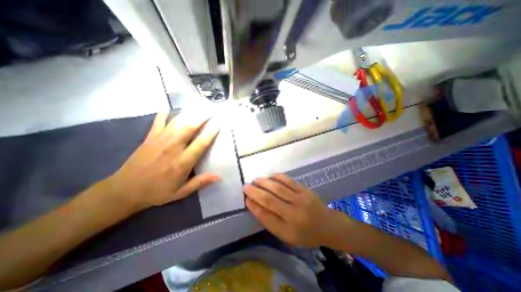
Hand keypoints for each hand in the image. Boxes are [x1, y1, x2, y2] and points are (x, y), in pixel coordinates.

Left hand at [105, 112, 219, 211]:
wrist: (124, 191)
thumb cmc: (157, 192)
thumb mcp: (180, 192)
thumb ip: (200, 182)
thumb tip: (218, 177)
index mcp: (182, 163)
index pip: (200, 144)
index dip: (210, 133)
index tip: (218, 123)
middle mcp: (172, 148)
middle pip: (189, 128)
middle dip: (201, 117)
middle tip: (211, 109)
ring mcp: (159, 141)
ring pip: (176, 123)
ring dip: (188, 113)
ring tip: (198, 105)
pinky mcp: (149, 138)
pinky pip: (158, 123)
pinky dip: (163, 115)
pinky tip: (169, 109)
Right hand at [243, 175, 344, 246]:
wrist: (328, 225)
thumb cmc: (305, 234)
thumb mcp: (286, 235)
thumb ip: (270, 221)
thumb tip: (255, 205)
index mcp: (290, 226)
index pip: (266, 214)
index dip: (254, 205)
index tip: (245, 198)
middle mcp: (295, 211)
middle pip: (271, 198)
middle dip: (256, 191)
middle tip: (245, 186)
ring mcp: (301, 197)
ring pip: (278, 187)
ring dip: (264, 182)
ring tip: (255, 180)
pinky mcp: (305, 189)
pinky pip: (289, 180)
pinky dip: (277, 177)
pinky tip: (270, 176)